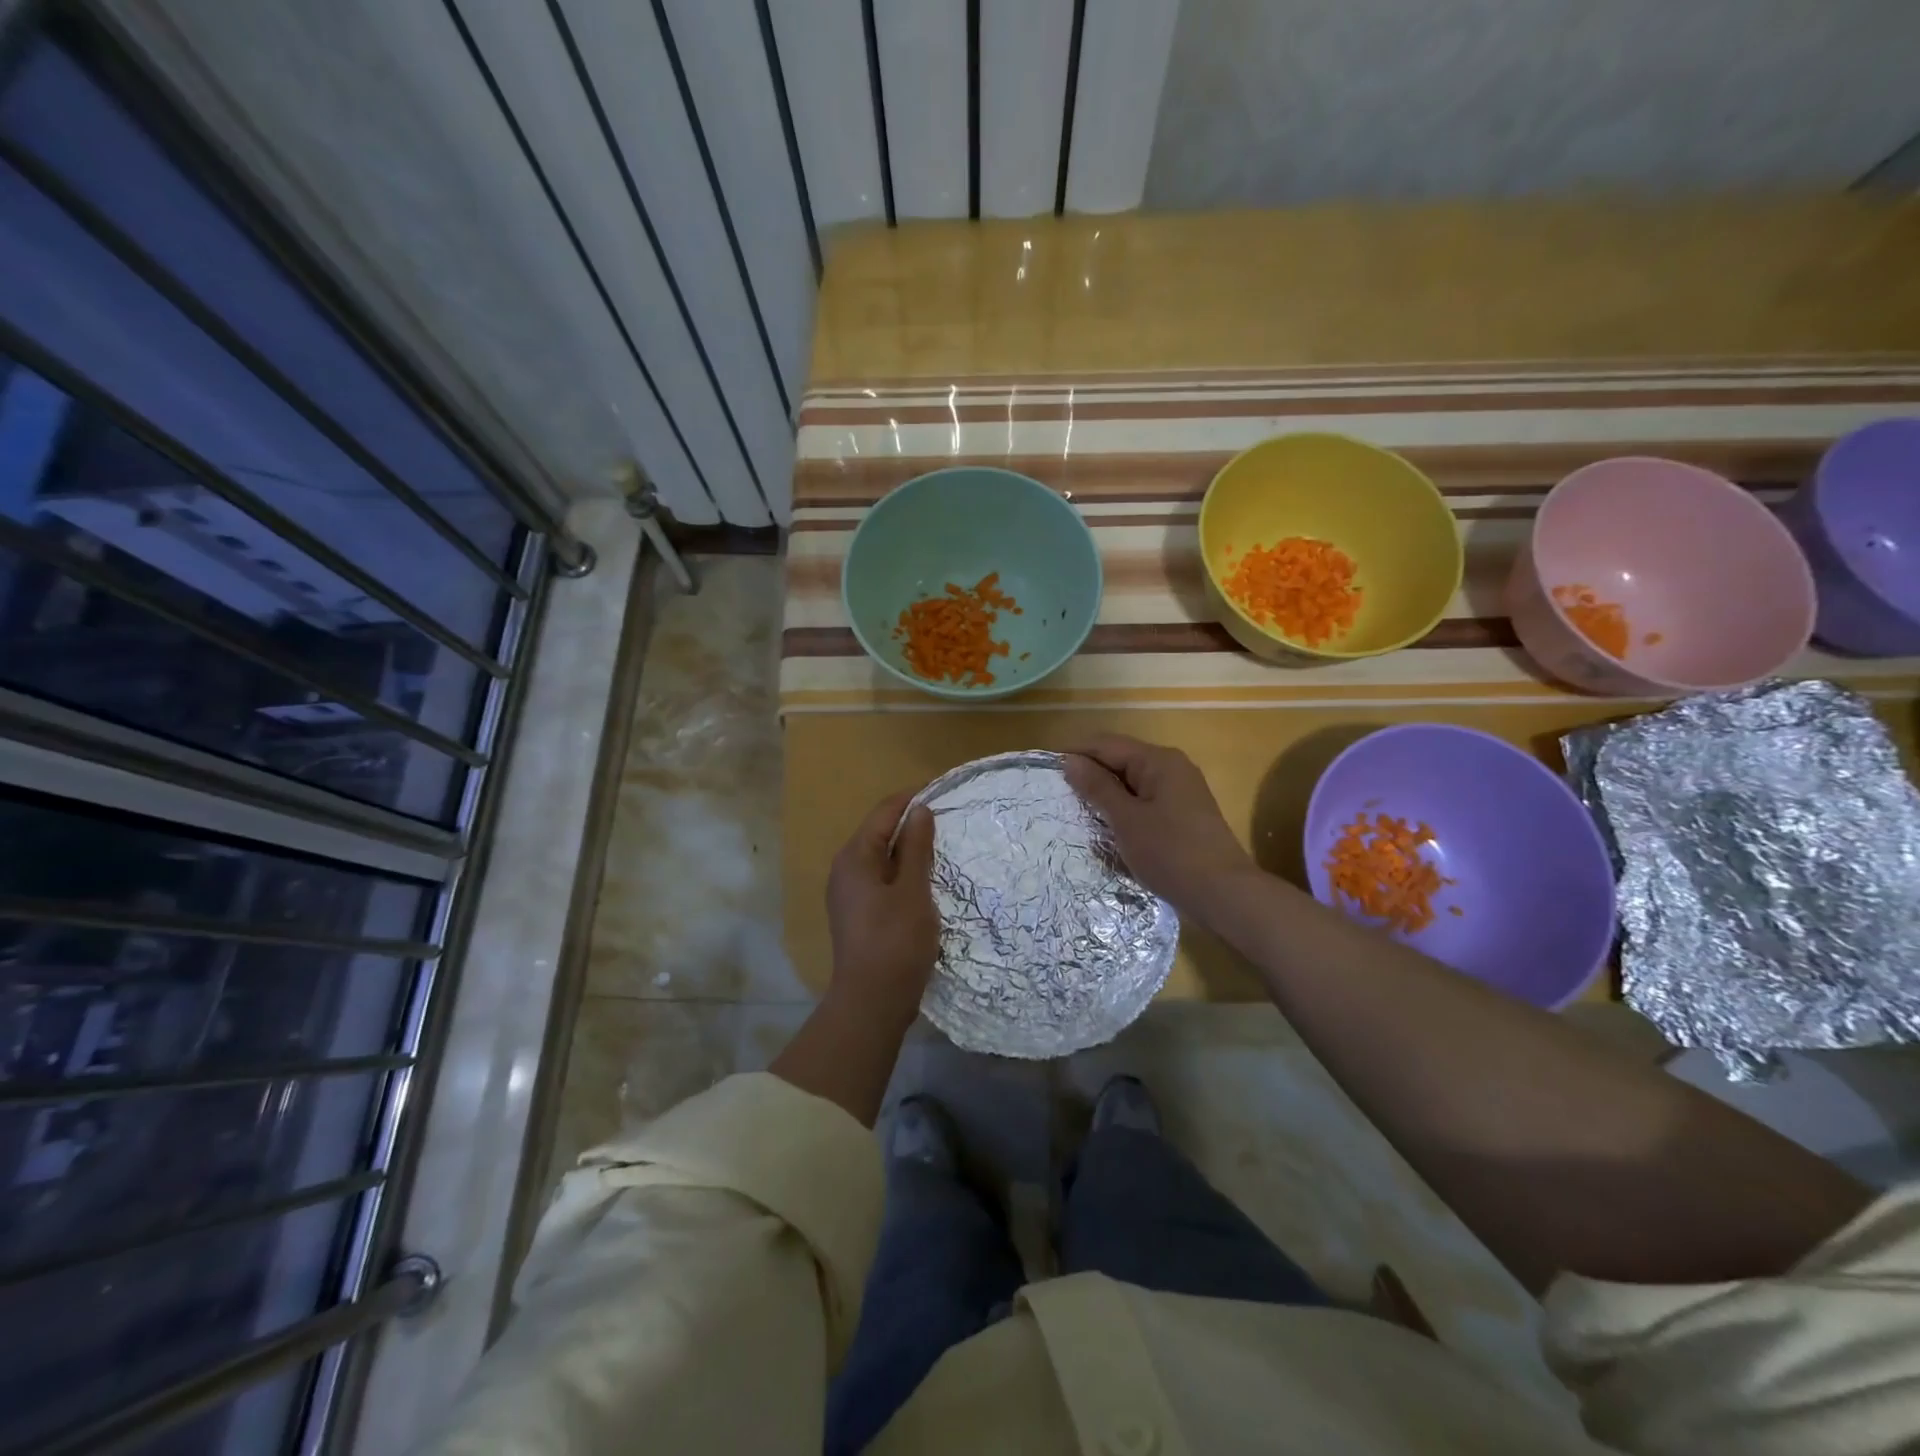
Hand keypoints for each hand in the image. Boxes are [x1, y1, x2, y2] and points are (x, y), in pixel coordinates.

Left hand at [825, 790, 939, 1022]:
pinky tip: (927, 880)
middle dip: (912, 824)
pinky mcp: (859, 914)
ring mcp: (849, 894)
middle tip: (948, 819)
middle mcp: (845, 870)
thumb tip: (919, 810)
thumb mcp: (912, 889)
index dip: (911, 799)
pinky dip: (904, 873)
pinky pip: (882, 880)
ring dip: (910, 850)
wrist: (873, 1001)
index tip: (942, 791)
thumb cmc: (895, 940)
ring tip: (942, 846)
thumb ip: (915, 847)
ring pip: (882, 859)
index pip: (883, 813)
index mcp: (854, 857)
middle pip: (880, 833)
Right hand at [1064, 734, 1259, 922]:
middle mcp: (1172, 767)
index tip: (1045, 770)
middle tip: (1057, 793)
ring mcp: (1181, 790)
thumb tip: (1070, 760)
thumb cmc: (1170, 853)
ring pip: (1132, 782)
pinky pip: (1145, 800)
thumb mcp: (1126, 820)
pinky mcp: (1184, 813)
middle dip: (1090, 773)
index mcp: (1158, 760)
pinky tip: (1108, 825)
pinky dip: (1124, 808)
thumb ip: (1097, 787)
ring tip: (1076, 809)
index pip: (1107, 744)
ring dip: (1105, 793)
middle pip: (1121, 759)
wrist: (1223, 893)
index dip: (1075, 753)